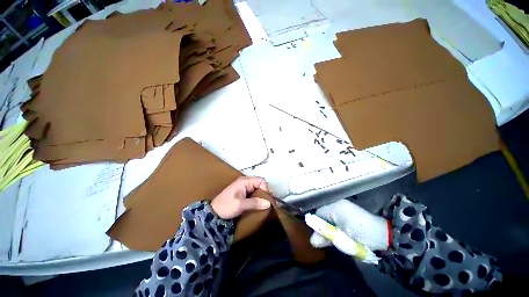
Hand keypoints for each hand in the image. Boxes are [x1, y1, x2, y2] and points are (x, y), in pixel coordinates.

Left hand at [211, 177, 270, 219]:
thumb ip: (255, 203)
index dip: (265, 189)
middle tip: (266, 203)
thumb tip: (269, 203)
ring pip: (257, 189)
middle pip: (260, 184)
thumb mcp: (241, 205)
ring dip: (260, 196)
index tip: (266, 199)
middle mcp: (245, 182)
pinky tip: (258, 205)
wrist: (214, 213)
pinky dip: (257, 198)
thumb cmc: (226, 206)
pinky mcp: (243, 192)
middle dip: (264, 193)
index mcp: (245, 181)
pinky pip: (253, 192)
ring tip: (263, 205)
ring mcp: (244, 187)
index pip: (261, 181)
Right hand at [310, 199, 389, 250]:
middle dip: (323, 225)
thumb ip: (326, 238)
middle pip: (322, 213)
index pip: (317, 214)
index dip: (317, 225)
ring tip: (336, 234)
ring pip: (329, 214)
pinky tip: (341, 230)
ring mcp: (343, 204)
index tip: (321, 236)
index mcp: (334, 208)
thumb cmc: (363, 236)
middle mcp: (337, 203)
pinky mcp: (348, 208)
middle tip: (329, 237)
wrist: (384, 234)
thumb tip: (312, 240)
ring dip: (330, 224)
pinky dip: (335, 222)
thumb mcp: (343, 239)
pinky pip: (335, 214)